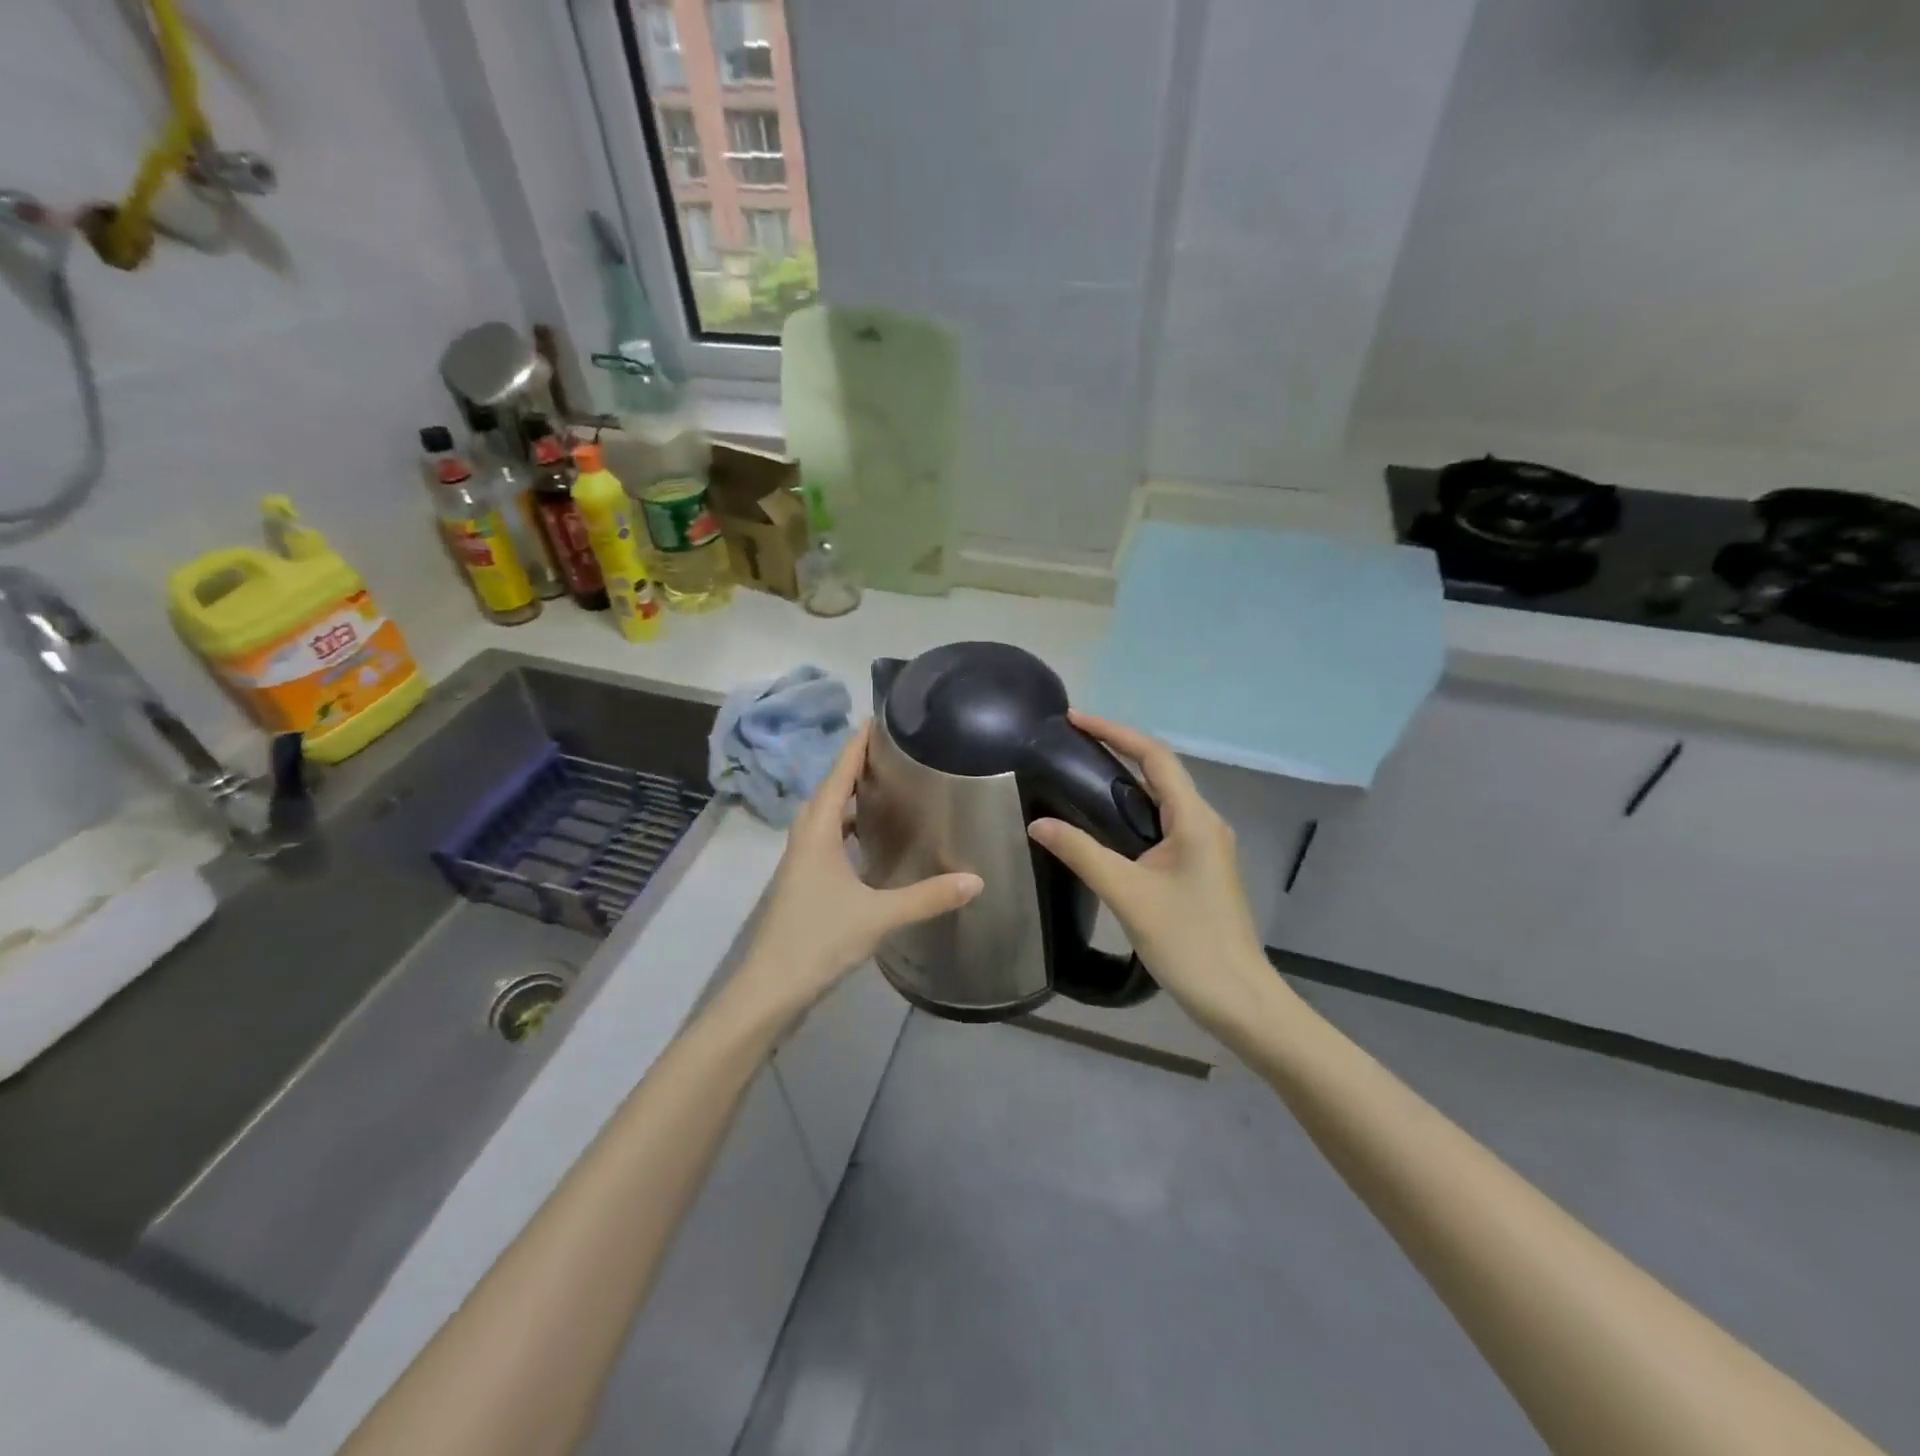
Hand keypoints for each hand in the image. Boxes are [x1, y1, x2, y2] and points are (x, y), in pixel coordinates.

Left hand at [735, 723, 982, 1021]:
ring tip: (886, 789)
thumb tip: (976, 879)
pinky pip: (827, 839)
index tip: (877, 719)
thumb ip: (927, 897)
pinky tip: (870, 842)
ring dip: (850, 798)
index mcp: (817, 832)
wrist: (770, 989)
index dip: (856, 746)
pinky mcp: (803, 883)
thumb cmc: (818, 940)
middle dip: (856, 767)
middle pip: (830, 790)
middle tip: (893, 753)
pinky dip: (847, 828)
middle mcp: (805, 838)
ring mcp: (801, 862)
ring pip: (826, 817)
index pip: (838, 775)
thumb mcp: (878, 916)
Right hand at [1027, 713, 1277, 1034]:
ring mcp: (1204, 847)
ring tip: (1079, 774)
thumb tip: (1038, 823)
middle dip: (1117, 751)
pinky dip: (1131, 812)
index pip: (1154, 757)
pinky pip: (1161, 824)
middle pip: (1159, 772)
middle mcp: (1204, 823)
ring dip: (1124, 781)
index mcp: (1195, 819)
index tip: (1075, 719)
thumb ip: (1082, 853)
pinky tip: (1103, 823)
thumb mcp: (1128, 894)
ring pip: (1161, 799)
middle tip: (1070, 745)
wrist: (1238, 1000)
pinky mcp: (1198, 868)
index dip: (1115, 732)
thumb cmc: (1188, 943)